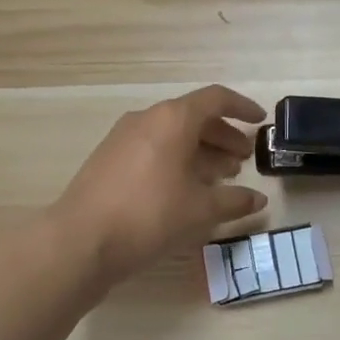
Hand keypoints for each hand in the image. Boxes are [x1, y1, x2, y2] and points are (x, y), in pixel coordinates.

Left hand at [54, 86, 268, 286]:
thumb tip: (258, 200)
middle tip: (242, 159)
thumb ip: (234, 200)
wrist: (80, 241)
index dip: (242, 108)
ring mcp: (123, 137)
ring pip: (172, 134)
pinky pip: (153, 148)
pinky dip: (176, 160)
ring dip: (200, 150)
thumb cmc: (149, 215)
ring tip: (219, 177)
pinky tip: (185, 189)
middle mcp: (147, 119)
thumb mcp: (200, 210)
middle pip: (193, 117)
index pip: (216, 99)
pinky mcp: (109, 159)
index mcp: (173, 119)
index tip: (260, 121)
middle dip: (222, 135)